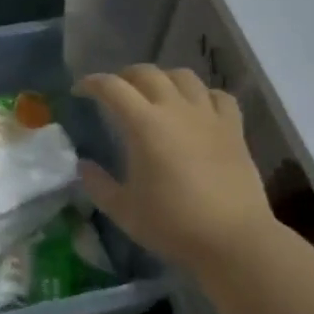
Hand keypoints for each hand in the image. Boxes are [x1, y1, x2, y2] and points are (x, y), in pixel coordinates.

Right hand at [77, 66, 276, 273]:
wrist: (233, 240)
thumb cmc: (173, 224)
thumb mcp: (124, 211)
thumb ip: (98, 185)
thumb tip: (83, 166)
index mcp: (144, 125)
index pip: (112, 87)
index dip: (92, 83)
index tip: (79, 91)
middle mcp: (176, 109)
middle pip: (147, 73)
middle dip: (125, 76)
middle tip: (116, 92)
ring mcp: (208, 116)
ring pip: (184, 76)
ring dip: (163, 78)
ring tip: (155, 94)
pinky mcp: (234, 129)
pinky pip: (218, 96)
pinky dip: (202, 95)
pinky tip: (197, 108)